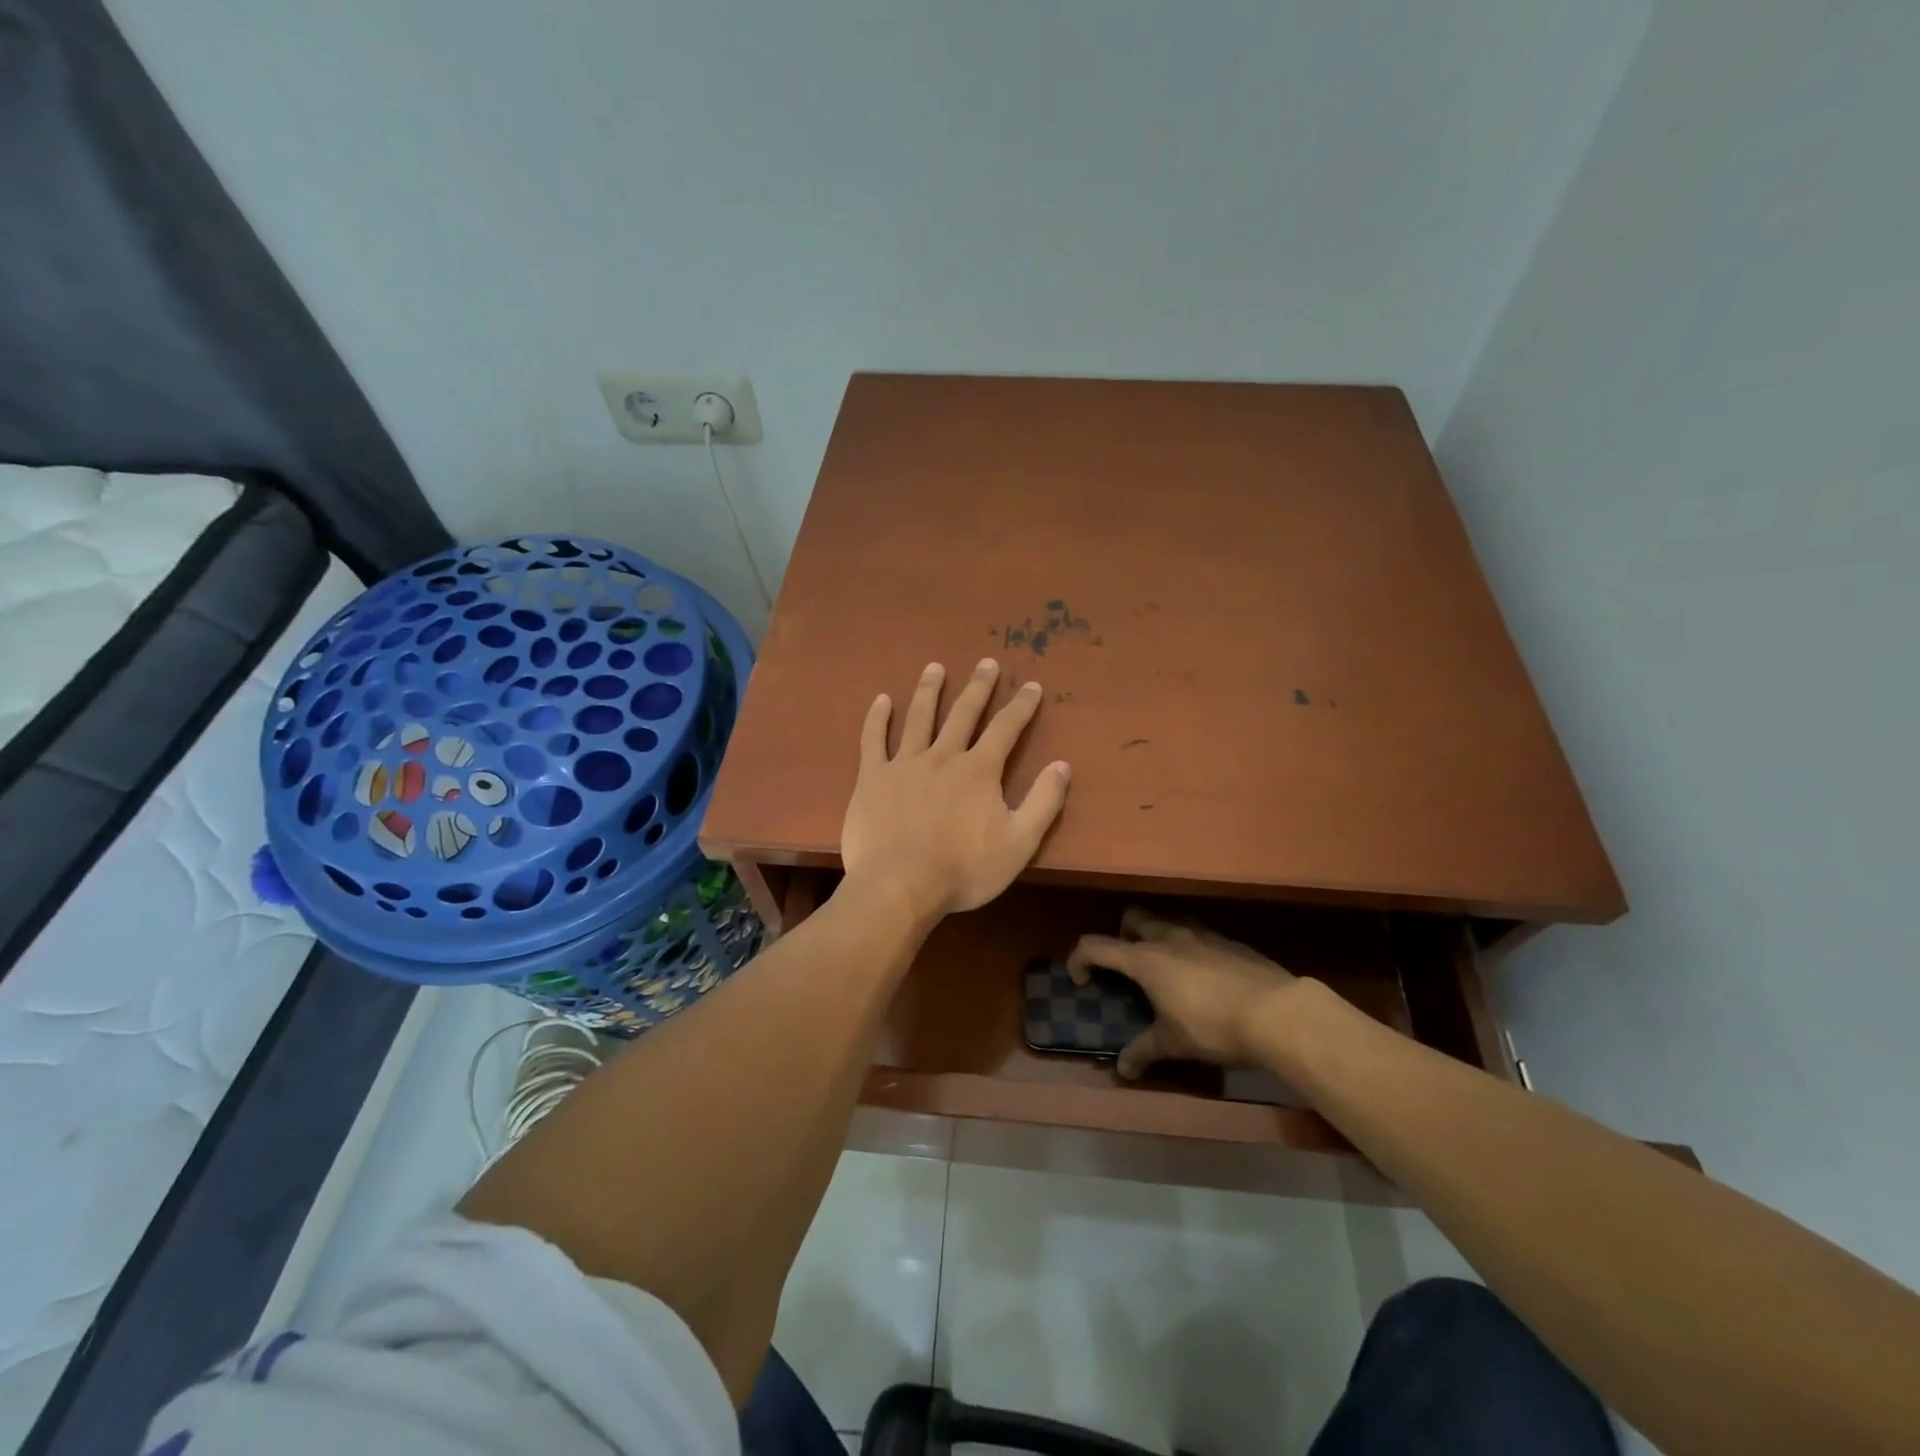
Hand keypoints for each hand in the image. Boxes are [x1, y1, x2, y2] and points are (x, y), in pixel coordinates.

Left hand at [841, 659, 1071, 921]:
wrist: (900, 885)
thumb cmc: (964, 869)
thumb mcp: (1020, 843)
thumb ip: (1043, 802)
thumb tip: (1062, 765)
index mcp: (979, 770)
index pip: (1006, 728)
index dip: (1021, 706)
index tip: (1032, 686)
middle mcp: (943, 756)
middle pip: (963, 713)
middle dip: (978, 687)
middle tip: (986, 663)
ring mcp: (904, 764)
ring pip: (918, 717)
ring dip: (928, 690)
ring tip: (934, 668)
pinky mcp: (872, 777)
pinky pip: (873, 740)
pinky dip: (877, 718)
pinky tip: (881, 699)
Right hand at [1067, 908, 1295, 1079]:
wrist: (1277, 1013)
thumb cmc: (1213, 1026)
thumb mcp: (1174, 1044)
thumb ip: (1144, 1051)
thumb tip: (1123, 1069)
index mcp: (1145, 959)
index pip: (1096, 946)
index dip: (1080, 959)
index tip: (1081, 980)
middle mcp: (1169, 936)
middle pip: (1133, 918)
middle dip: (1122, 935)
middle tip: (1128, 966)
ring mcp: (1202, 934)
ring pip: (1168, 921)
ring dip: (1157, 937)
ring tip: (1166, 971)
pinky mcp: (1230, 941)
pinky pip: (1199, 936)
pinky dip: (1190, 948)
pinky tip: (1204, 978)